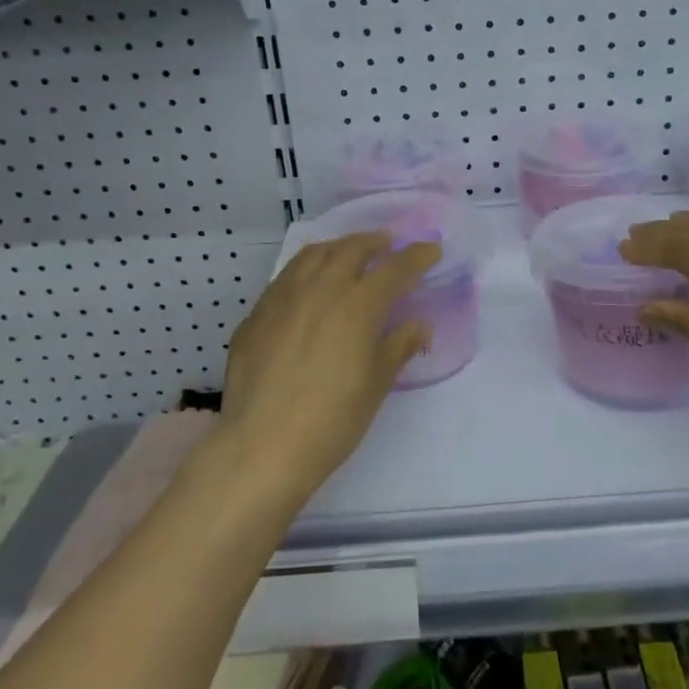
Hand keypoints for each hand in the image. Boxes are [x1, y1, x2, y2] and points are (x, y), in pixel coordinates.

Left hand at [218, 232, 440, 509]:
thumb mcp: (377, 384)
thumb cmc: (332, 419)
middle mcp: (321, 288)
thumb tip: (419, 326)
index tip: (432, 250)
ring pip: (314, 255)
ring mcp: (283, 297)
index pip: (395, 269)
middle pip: (352, 249)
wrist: (262, 446)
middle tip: (389, 244)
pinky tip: (309, 284)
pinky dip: (307, 268)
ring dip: (339, 247)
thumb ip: (400, 346)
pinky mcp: (257, 314)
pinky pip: (287, 276)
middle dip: (375, 242)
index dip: (417, 256)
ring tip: (349, 252)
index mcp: (358, 304)